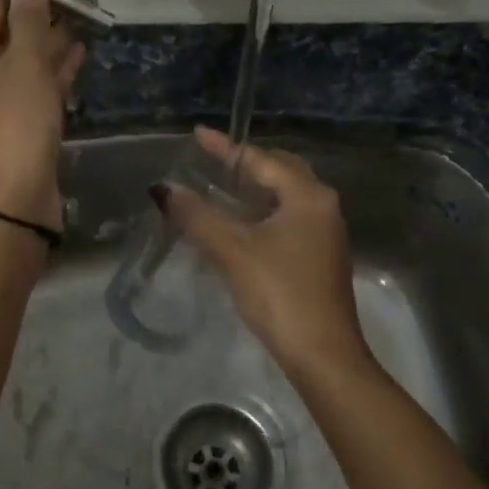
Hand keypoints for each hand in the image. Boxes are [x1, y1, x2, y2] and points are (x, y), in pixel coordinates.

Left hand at [0, 0, 85, 232]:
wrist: (14, 201)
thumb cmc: (14, 122)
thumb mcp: (24, 64)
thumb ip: (30, 19)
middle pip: (4, 32)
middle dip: (38, 12)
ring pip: (23, 59)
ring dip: (50, 39)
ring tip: (83, 15)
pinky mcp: (15, 123)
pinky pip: (33, 84)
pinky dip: (54, 68)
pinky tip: (79, 50)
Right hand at [162, 126, 370, 375]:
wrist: (324, 355)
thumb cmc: (280, 293)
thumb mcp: (233, 251)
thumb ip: (197, 216)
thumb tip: (164, 189)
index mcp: (307, 196)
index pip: (260, 160)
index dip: (226, 148)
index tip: (198, 133)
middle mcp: (322, 206)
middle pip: (281, 171)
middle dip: (247, 163)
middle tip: (212, 160)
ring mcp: (325, 233)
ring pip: (287, 196)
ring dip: (256, 188)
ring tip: (222, 186)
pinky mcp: (321, 257)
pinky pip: (290, 217)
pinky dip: (264, 211)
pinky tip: (242, 223)